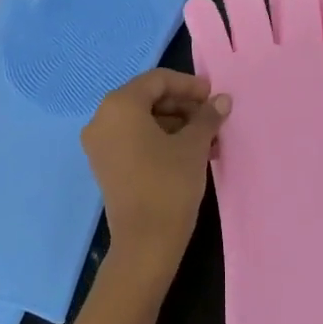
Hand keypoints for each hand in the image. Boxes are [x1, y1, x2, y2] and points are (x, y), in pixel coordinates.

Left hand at [83, 69, 228, 292]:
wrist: (144, 244)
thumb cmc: (169, 184)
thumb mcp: (194, 146)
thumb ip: (207, 116)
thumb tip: (222, 100)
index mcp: (120, 105)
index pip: (158, 80)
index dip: (189, 85)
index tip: (214, 96)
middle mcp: (102, 118)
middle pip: (148, 98)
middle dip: (184, 106)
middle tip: (213, 119)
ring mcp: (100, 144)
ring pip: (143, 120)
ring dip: (177, 124)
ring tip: (209, 140)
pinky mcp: (105, 165)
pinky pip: (134, 139)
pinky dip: (161, 139)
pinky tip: (190, 153)